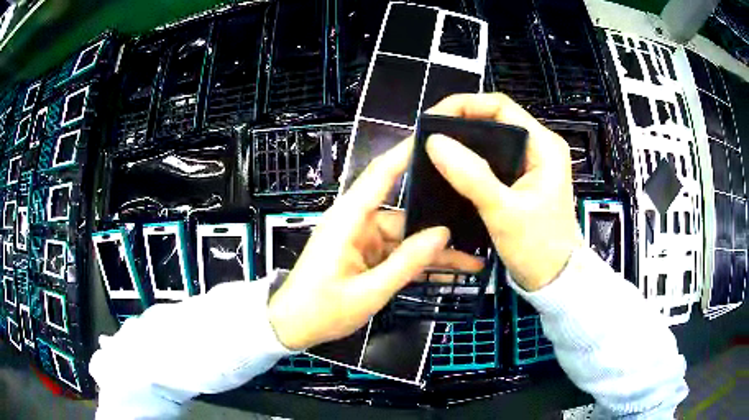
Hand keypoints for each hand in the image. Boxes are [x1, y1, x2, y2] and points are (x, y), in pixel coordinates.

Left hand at [268, 139, 483, 349]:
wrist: (291, 327)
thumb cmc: (321, 310)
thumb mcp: (369, 292)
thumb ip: (406, 263)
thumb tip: (443, 233)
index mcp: (348, 219)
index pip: (381, 174)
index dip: (406, 152)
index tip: (436, 137)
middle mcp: (357, 222)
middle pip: (404, 213)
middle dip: (439, 222)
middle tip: (478, 216)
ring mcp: (362, 240)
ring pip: (406, 238)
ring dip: (434, 252)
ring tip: (472, 261)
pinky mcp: (364, 256)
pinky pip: (397, 254)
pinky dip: (418, 264)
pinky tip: (448, 274)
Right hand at [426, 93, 581, 290]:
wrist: (555, 279)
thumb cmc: (538, 246)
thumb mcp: (504, 212)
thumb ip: (472, 176)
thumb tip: (434, 142)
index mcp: (543, 145)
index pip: (500, 106)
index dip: (464, 105)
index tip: (433, 120)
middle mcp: (539, 147)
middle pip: (494, 120)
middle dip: (460, 124)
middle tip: (428, 138)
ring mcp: (531, 164)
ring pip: (491, 141)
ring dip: (463, 143)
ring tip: (434, 151)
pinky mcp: (522, 180)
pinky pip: (492, 161)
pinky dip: (471, 162)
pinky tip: (452, 170)